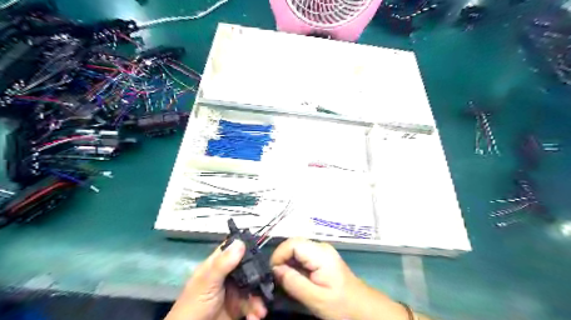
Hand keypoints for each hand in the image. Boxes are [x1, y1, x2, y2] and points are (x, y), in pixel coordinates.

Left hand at [165, 241, 267, 319]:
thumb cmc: (194, 305)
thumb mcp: (207, 282)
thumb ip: (223, 263)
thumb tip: (240, 241)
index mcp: (218, 265)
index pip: (234, 250)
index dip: (247, 248)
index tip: (261, 250)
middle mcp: (228, 276)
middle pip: (248, 269)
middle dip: (258, 278)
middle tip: (265, 286)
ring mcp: (233, 292)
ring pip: (252, 288)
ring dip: (259, 299)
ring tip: (260, 311)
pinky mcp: (238, 308)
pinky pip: (252, 305)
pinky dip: (256, 311)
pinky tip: (255, 317)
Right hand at [270, 237, 359, 319]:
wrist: (362, 307)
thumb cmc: (341, 304)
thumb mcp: (315, 298)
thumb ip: (294, 282)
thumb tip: (276, 270)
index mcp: (320, 253)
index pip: (292, 243)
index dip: (279, 255)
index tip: (273, 273)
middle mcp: (320, 247)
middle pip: (293, 245)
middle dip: (281, 260)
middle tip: (276, 279)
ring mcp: (321, 251)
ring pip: (296, 250)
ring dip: (287, 263)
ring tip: (284, 281)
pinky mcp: (321, 257)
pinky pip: (301, 256)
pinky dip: (294, 266)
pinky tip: (294, 279)